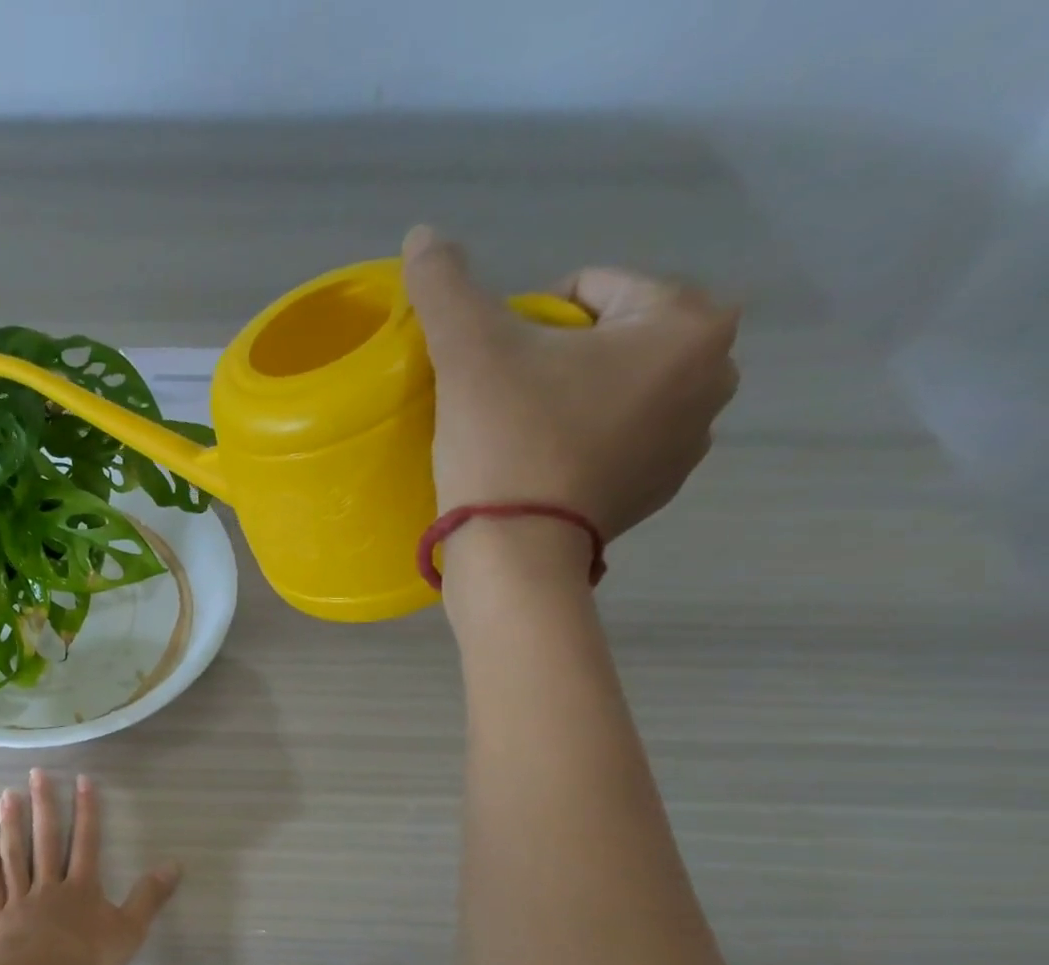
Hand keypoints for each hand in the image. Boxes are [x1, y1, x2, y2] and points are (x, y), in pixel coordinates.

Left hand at [0, 770, 181, 964]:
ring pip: (15, 855)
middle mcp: (49, 884)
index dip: (86, 810)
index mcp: (81, 887)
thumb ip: (149, 897)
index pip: (86, 841)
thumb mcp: (130, 930)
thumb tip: (174, 865)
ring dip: (12, 824)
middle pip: (46, 839)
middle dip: (44, 805)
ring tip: (7, 795)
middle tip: (36, 773)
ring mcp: (20, 898)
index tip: (82, 779)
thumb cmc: (86, 956)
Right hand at [401, 225, 739, 545]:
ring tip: (517, 436)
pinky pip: (616, 439)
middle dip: (556, 358)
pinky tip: (538, 468)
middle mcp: (716, 374)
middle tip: (504, 401)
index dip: (527, 320)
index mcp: (689, 323)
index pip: (590, 288)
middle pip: (608, 337)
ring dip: (568, 398)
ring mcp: (692, 440)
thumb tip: (423, 235)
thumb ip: (447, 285)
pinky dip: (580, 441)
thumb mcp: (469, 352)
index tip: (495, 367)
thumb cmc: (506, 442)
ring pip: (613, 389)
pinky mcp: (659, 490)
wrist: (515, 554)